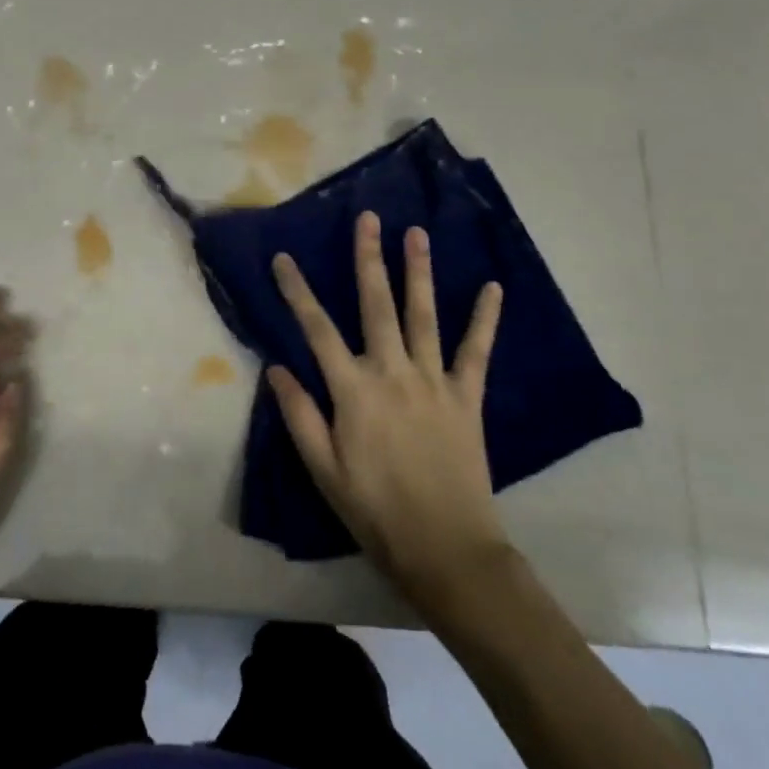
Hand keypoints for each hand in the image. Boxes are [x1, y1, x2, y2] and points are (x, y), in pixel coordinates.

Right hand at [268, 212, 508, 610]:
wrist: (446, 549)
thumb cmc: (375, 511)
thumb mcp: (323, 470)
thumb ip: (300, 414)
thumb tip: (276, 368)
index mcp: (353, 390)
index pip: (316, 329)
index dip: (297, 291)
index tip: (284, 257)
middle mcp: (392, 372)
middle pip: (376, 305)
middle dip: (369, 258)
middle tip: (368, 218)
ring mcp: (433, 381)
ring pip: (422, 315)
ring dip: (419, 271)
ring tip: (416, 233)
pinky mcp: (467, 397)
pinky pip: (476, 351)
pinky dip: (484, 319)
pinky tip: (492, 288)